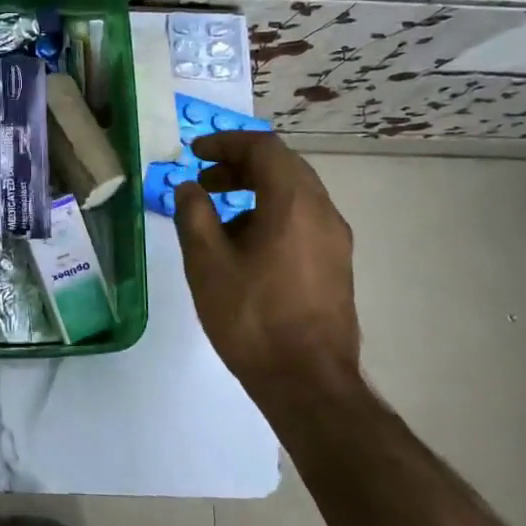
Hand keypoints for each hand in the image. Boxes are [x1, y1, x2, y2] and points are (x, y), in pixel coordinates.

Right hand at [173, 131, 360, 387]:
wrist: (308, 382)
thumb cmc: (252, 317)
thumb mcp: (207, 262)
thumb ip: (194, 214)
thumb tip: (189, 188)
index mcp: (293, 202)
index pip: (263, 147)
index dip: (226, 143)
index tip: (195, 154)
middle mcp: (323, 211)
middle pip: (283, 166)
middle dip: (240, 165)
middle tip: (205, 181)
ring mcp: (335, 239)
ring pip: (295, 193)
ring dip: (256, 190)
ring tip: (218, 216)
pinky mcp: (337, 264)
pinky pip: (303, 219)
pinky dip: (272, 213)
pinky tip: (245, 246)